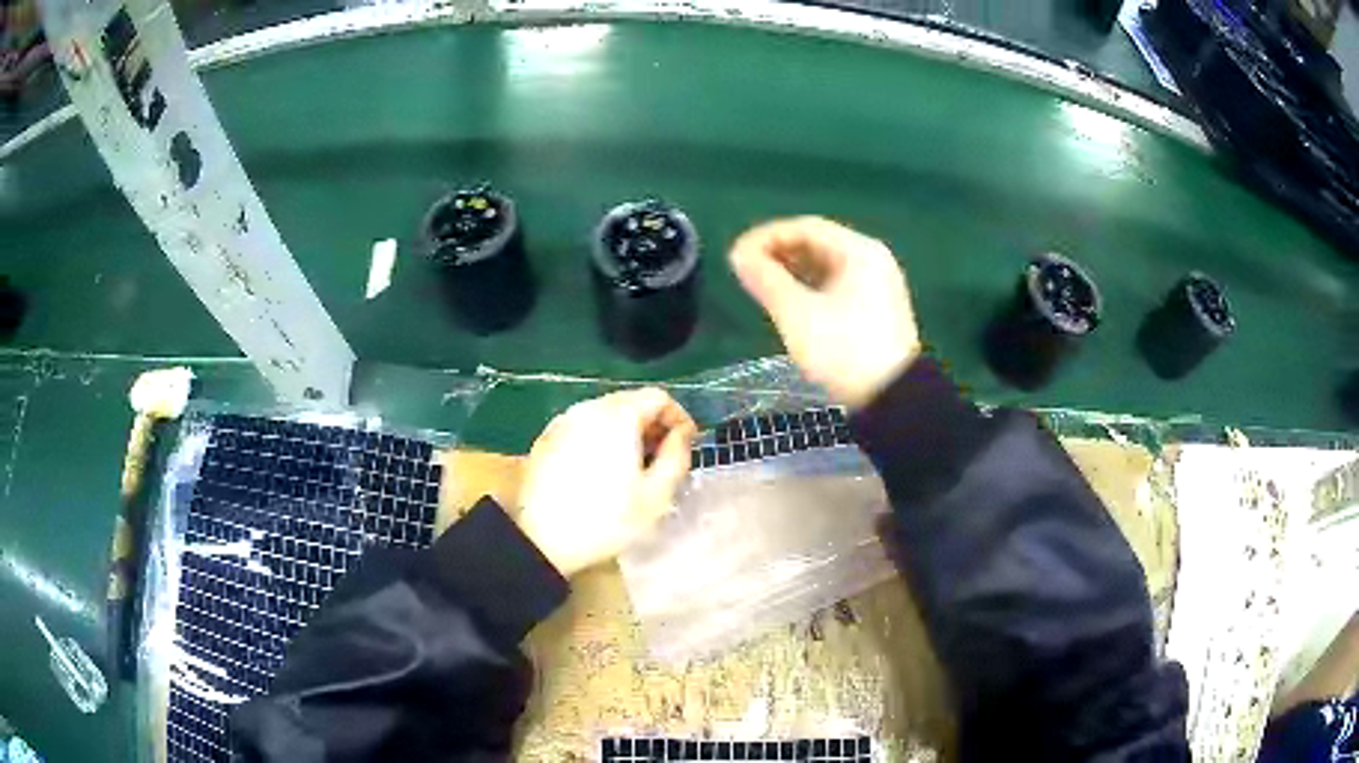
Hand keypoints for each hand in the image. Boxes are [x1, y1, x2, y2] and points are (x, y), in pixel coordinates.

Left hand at [518, 388, 697, 577]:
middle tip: (663, 459)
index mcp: (618, 416)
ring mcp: (562, 423)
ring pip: (605, 415)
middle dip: (652, 425)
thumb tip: (681, 434)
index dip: (679, 418)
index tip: (686, 445)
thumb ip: (676, 456)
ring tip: (634, 469)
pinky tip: (601, 473)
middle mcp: (588, 409)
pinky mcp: (546, 441)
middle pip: (630, 402)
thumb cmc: (606, 520)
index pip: (658, 397)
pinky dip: (600, 441)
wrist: (541, 541)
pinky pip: (583, 429)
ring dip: (626, 434)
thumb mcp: (656, 495)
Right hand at [730, 216, 921, 408]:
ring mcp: (877, 285)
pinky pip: (836, 285)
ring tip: (761, 286)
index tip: (737, 255)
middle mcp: (871, 260)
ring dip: (792, 271)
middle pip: (817, 243)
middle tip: (745, 270)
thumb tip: (738, 255)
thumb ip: (765, 279)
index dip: (766, 237)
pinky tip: (789, 302)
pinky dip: (810, 287)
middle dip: (778, 253)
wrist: (892, 400)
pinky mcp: (875, 309)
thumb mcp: (798, 314)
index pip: (805, 227)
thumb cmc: (843, 350)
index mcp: (858, 251)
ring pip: (826, 266)